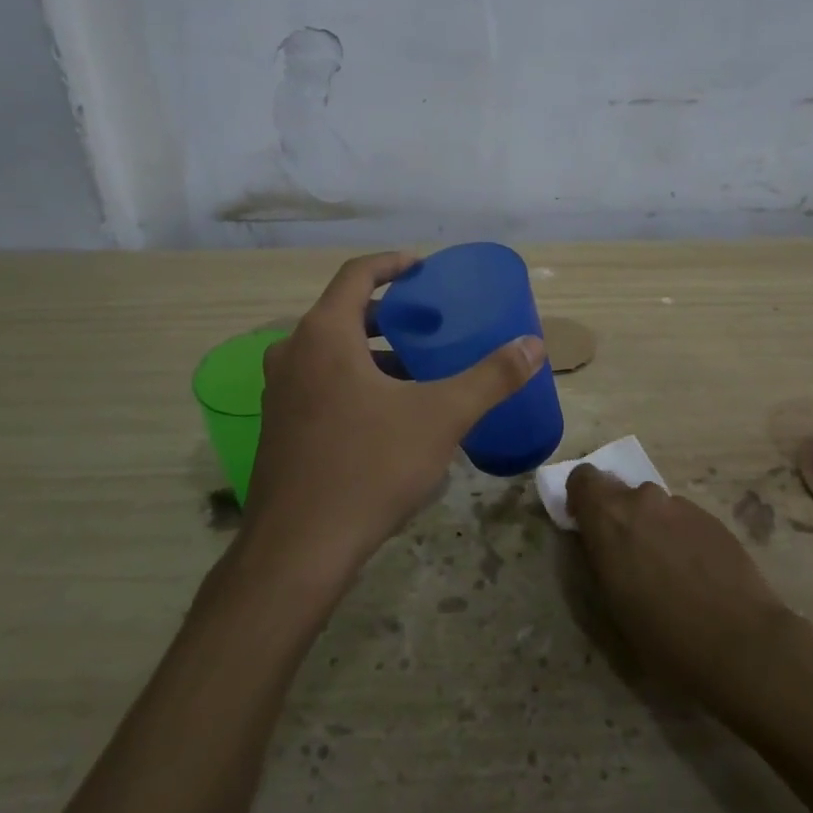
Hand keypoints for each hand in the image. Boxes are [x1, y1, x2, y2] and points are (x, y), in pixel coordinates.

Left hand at [242, 251, 544, 592]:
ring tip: (416, 367)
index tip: (423, 267)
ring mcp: (279, 392)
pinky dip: (353, 379)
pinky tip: (387, 413)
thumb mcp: (441, 416)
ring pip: (330, 352)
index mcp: (324, 334)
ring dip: (372, 350)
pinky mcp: (278, 427)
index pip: (356, 274)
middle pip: (342, 312)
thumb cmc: (369, 466)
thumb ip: (490, 377)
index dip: (392, 264)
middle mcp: (292, 353)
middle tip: (428, 321)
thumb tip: (533, 345)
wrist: (298, 549)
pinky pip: (319, 382)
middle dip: (388, 312)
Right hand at [567, 467, 792, 702]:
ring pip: (654, 507)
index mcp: (609, 518)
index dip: (582, 499)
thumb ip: (600, 560)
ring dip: (652, 528)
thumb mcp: (612, 606)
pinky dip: (681, 538)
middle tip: (630, 558)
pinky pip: (683, 520)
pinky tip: (698, 577)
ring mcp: (681, 506)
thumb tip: (600, 545)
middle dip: (619, 516)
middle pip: (620, 491)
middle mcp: (643, 500)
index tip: (588, 528)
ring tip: (670, 573)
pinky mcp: (712, 518)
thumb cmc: (664, 636)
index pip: (583, 478)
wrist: (741, 644)